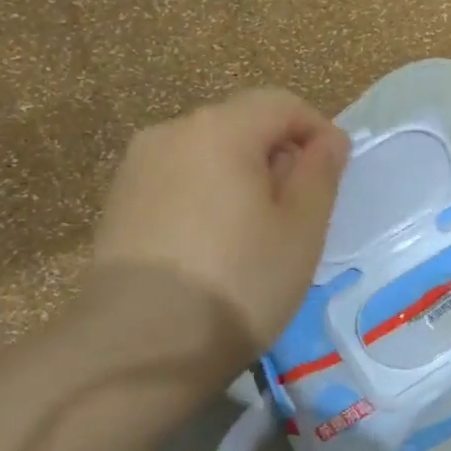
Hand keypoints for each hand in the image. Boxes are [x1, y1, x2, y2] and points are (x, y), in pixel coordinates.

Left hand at [91, 89, 347, 377]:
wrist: (140, 346)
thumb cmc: (239, 283)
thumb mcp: (301, 229)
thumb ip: (320, 173)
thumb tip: (329, 139)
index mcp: (220, 128)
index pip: (281, 104)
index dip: (316, 131)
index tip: (333, 176)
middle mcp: (171, 132)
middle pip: (241, 124)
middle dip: (277, 155)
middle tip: (297, 213)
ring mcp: (136, 167)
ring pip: (207, 154)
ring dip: (241, 177)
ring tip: (255, 234)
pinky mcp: (118, 202)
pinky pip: (178, 180)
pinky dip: (206, 197)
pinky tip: (212, 246)